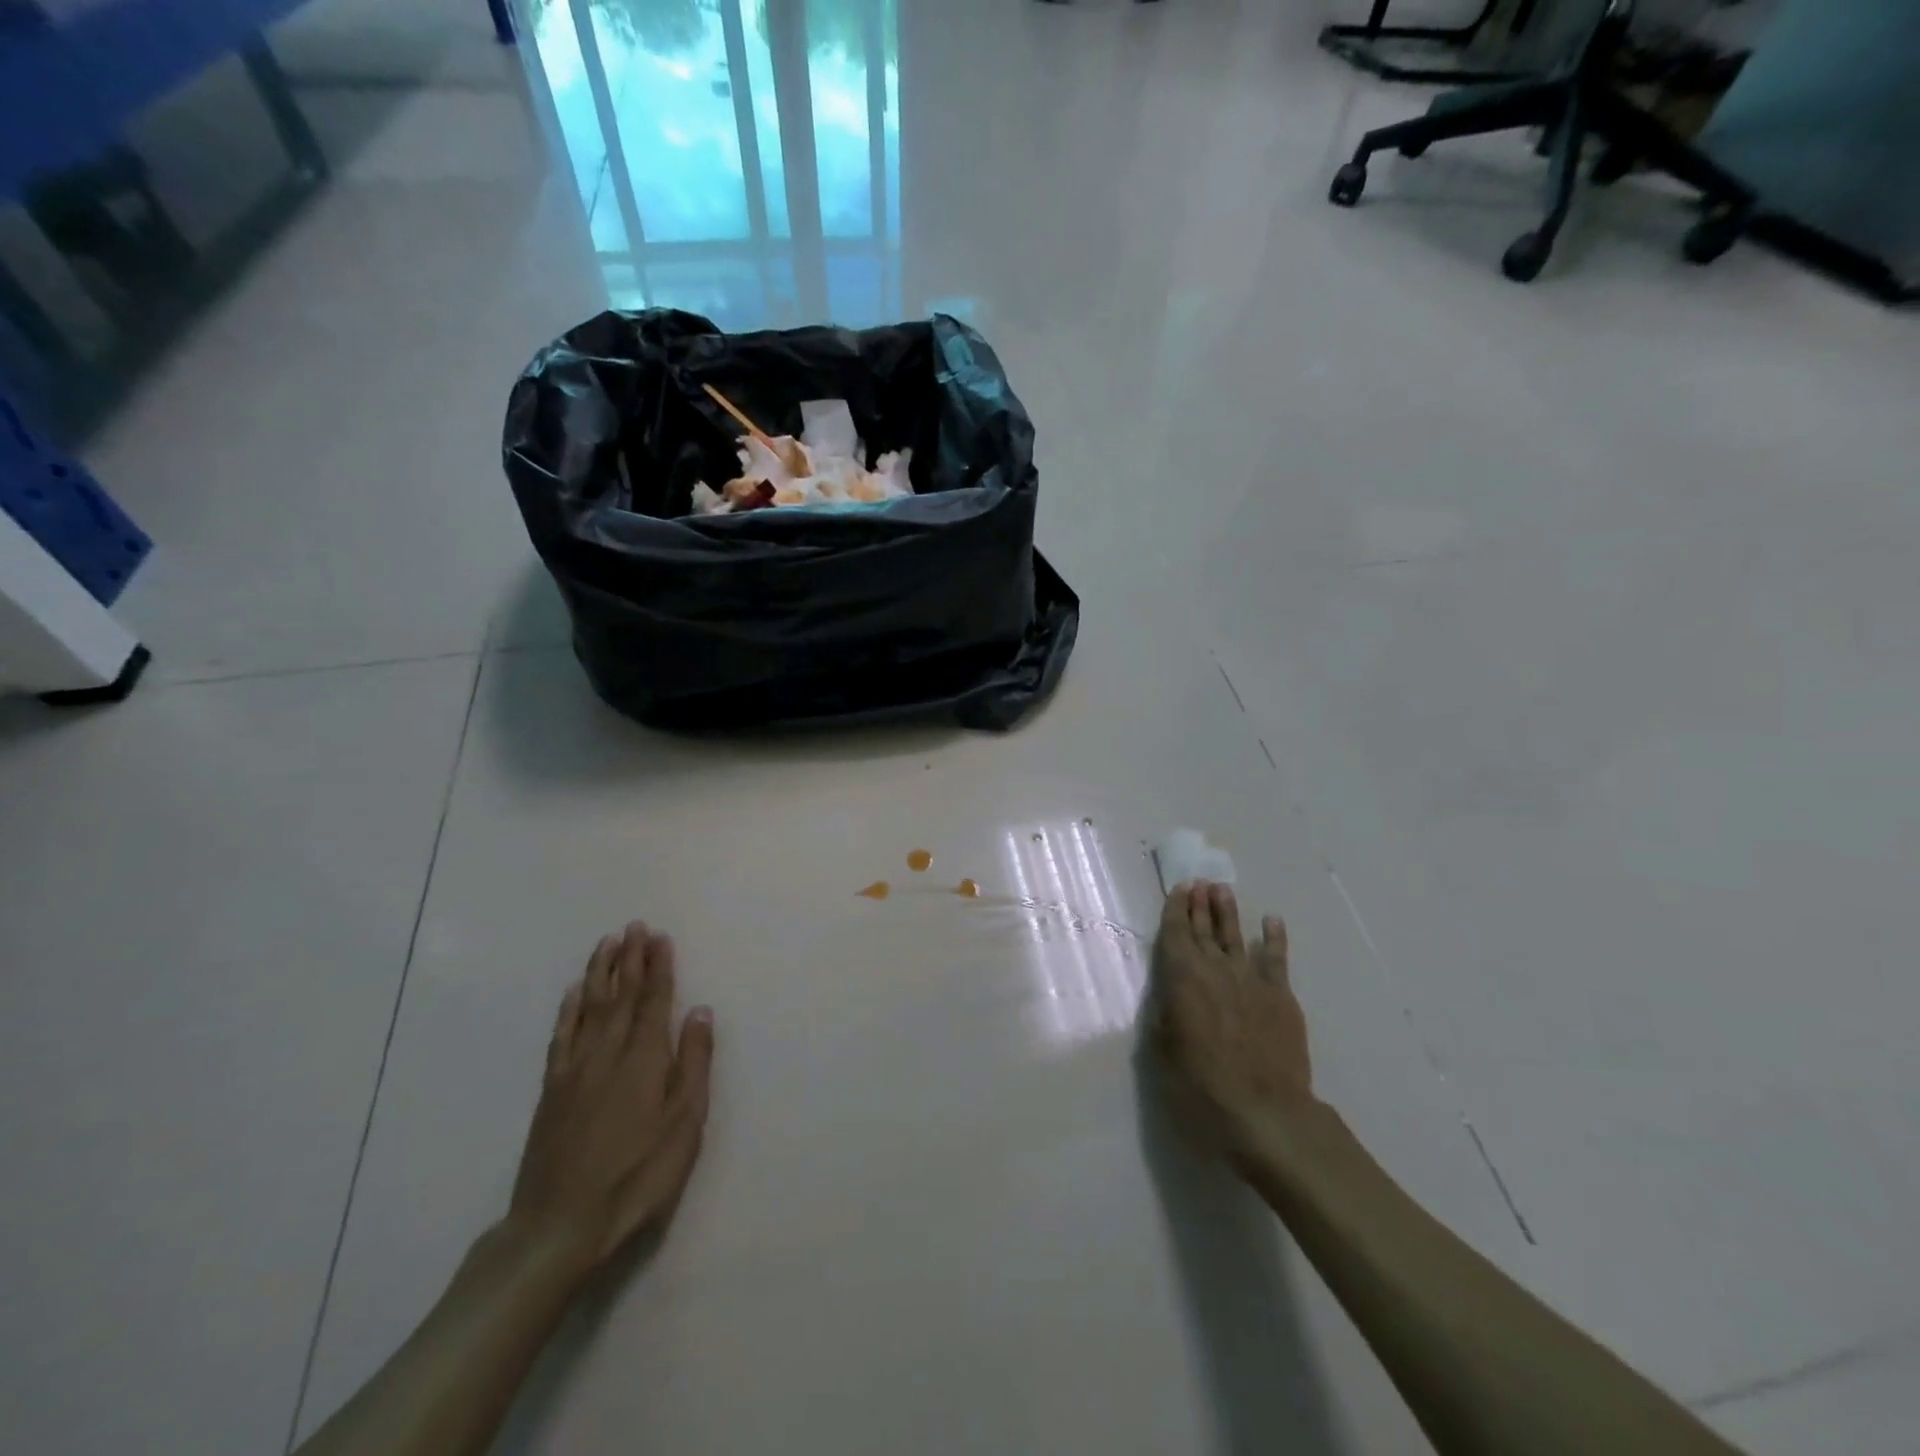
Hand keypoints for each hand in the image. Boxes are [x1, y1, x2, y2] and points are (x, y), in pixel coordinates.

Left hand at [507, 922, 714, 1273]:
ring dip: (599, 973)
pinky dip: (568, 1010)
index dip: (659, 967)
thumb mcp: (684, 1124)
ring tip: (607, 944)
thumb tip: (700, 1011)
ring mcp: (574, 1071)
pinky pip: (561, 1037)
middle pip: (620, 995)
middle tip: (634, 926)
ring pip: (588, 1008)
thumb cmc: (636, 1177)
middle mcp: (607, 1053)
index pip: (653, 1001)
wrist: (558, 1228)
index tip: (660, 936)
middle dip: (630, 959)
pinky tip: (573, 994)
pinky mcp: (551, 1091)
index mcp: (643, 1059)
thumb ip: (693, 1063)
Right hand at [1150, 881, 1314, 1156]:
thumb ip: (1165, 1015)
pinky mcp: (1280, 996)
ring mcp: (1250, 980)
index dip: (1176, 910)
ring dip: (1229, 912)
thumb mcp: (1164, 1051)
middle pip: (1205, 929)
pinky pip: (1276, 959)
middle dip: (1199, 904)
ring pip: (1236, 936)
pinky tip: (1271, 921)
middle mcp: (1215, 970)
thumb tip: (1169, 995)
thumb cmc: (1202, 1085)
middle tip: (1198, 881)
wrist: (1265, 1111)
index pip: (1175, 934)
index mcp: (1182, 979)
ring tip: (1223, 889)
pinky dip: (1273, 938)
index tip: (1179, 889)